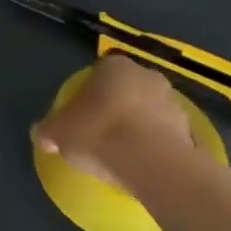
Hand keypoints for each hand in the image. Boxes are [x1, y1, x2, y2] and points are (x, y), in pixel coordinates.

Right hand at [32, 54, 194, 186]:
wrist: (152, 163)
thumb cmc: (99, 134)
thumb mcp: (58, 133)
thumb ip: (47, 130)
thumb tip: (42, 134)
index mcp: (114, 66)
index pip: (97, 73)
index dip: (88, 95)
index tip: (80, 116)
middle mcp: (146, 75)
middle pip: (126, 89)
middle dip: (115, 106)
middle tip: (100, 133)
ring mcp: (172, 100)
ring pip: (148, 110)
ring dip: (138, 125)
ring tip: (123, 153)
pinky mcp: (189, 128)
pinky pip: (165, 133)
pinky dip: (155, 144)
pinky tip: (142, 164)